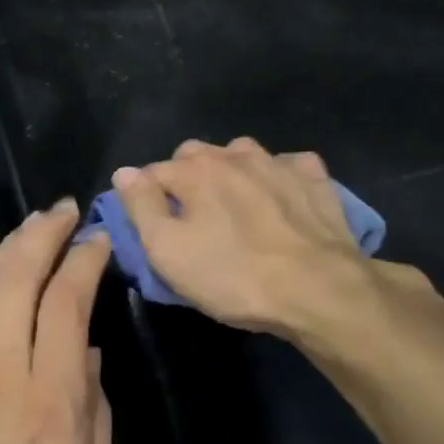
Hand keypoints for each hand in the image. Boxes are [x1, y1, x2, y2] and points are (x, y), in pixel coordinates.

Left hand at [0, 201, 114, 443]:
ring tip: (28, 224)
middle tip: (62, 212)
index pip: (71, 304)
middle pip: (23, 278)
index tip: (97, 242)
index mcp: (55, 400)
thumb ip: (97, 419)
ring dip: (9, 245)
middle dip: (46, 235)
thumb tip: (88, 356)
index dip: (85, 262)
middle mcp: (4, 370)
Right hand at [115, 138, 424, 338]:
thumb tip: (124, 173)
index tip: (151, 225)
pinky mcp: (315, 178)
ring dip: (231, 172)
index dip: (145, 197)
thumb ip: (141, 207)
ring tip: (236, 206)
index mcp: (195, 170)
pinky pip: (288, 166)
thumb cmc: (234, 275)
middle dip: (186, 178)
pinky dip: (278, 177)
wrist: (319, 289)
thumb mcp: (168, 251)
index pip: (153, 171)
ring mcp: (279, 162)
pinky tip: (282, 200)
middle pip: (197, 155)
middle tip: (192, 217)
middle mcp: (235, 154)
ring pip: (242, 154)